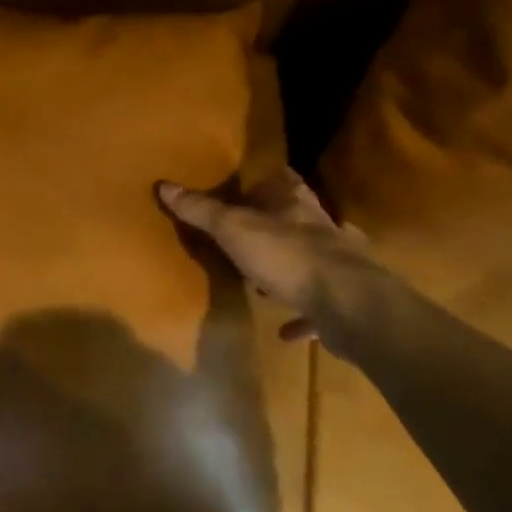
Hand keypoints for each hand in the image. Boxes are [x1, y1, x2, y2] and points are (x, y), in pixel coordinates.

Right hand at [158, 167, 370, 335]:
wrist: (348, 305)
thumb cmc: (288, 256)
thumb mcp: (234, 229)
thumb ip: (201, 210)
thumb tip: (164, 184)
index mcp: (295, 204)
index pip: (283, 179)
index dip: (266, 180)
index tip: (247, 187)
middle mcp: (319, 228)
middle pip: (296, 218)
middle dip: (275, 226)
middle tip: (247, 236)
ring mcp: (336, 265)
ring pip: (308, 260)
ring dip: (287, 269)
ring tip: (261, 282)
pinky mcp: (342, 302)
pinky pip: (316, 308)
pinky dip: (300, 317)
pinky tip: (284, 331)